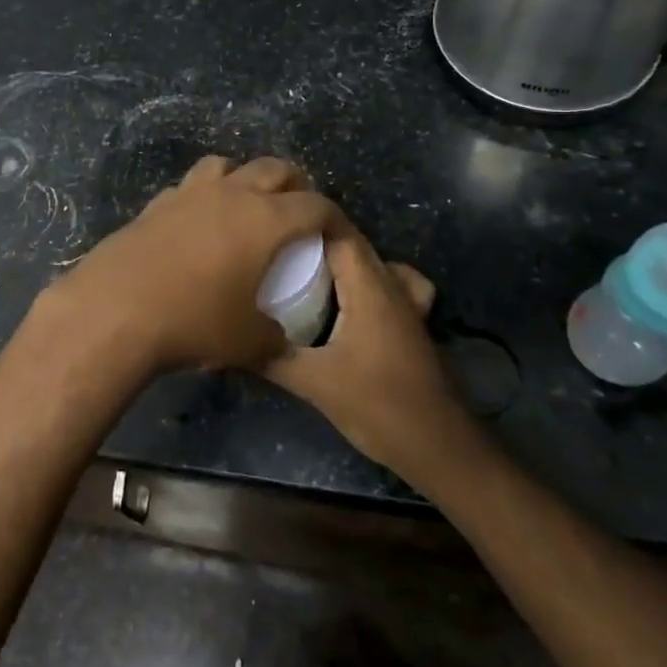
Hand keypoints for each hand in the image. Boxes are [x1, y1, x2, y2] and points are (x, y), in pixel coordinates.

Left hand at [35, 156, 336, 374]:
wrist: (116, 309)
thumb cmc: (194, 322)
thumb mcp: (248, 341)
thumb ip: (273, 334)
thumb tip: (276, 334)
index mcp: (265, 219)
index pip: (315, 205)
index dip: (332, 216)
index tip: (335, 232)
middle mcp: (231, 194)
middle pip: (273, 168)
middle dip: (293, 184)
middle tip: (296, 210)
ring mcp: (189, 193)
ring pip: (225, 165)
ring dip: (243, 178)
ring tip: (245, 205)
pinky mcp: (156, 204)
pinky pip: (189, 186)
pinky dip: (203, 196)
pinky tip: (197, 224)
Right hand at [263, 215, 468, 482]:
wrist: (439, 447)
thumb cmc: (378, 406)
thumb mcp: (315, 383)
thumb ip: (271, 358)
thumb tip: (227, 342)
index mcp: (369, 287)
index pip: (338, 232)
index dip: (305, 220)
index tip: (269, 221)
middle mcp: (390, 284)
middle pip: (352, 243)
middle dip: (313, 238)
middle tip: (271, 244)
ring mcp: (405, 303)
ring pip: (369, 262)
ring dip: (337, 258)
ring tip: (301, 267)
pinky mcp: (408, 323)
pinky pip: (386, 283)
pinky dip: (365, 280)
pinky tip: (345, 299)